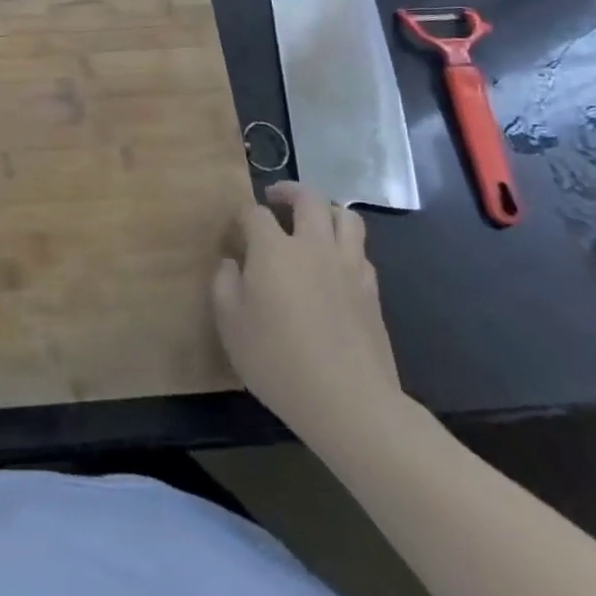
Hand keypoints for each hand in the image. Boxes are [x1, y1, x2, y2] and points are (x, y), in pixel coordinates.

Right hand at [212, 182, 402, 448]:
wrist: (350, 403)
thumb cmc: (278, 360)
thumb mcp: (230, 324)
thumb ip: (224, 284)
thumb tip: (231, 263)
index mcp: (274, 248)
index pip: (255, 213)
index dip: (242, 216)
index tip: (234, 232)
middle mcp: (314, 246)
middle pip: (309, 198)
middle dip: (289, 191)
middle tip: (276, 200)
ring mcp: (348, 267)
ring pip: (346, 217)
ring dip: (327, 211)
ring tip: (312, 224)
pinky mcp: (372, 293)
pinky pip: (361, 252)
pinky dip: (346, 247)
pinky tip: (335, 266)